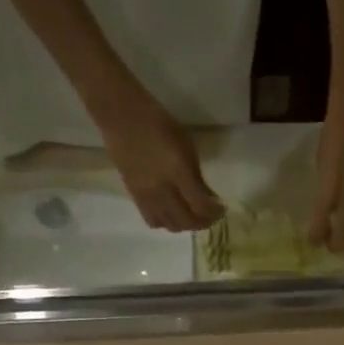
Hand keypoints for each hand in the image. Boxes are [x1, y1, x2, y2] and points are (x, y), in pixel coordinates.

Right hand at [99, 92, 224, 233]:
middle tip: (210, 216)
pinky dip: (166, 222)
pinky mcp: (134, 197)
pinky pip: (152, 220)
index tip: (222, 209)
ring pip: (169, 225)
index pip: (200, 205)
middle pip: (186, 221)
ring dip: (185, 224)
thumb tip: (207, 197)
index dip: (214, 212)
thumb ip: (197, 175)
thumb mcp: (186, 146)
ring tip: (191, 215)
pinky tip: (172, 213)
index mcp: (178, 171)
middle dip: (203, 222)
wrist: (122, 118)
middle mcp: (162, 189)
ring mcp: (146, 196)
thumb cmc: (159, 124)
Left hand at [310, 97, 343, 252]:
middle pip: (341, 241)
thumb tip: (326, 208)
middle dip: (335, 246)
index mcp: (326, 195)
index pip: (318, 231)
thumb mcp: (320, 167)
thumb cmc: (332, 135)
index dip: (315, 239)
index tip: (314, 239)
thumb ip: (324, 191)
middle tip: (333, 242)